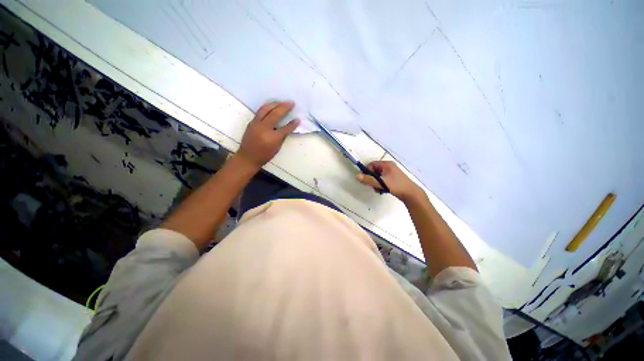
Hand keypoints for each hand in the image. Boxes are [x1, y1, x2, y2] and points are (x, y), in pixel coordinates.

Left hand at [237, 101, 299, 167]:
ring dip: (275, 103)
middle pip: (275, 114)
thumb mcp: (276, 148)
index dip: (293, 124)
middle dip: (284, 107)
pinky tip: (272, 106)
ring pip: (265, 109)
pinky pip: (260, 111)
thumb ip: (282, 136)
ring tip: (282, 102)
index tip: (298, 119)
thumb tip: (287, 127)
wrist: (248, 157)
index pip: (285, 128)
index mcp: (272, 138)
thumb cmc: (264, 155)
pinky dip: (267, 107)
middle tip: (291, 102)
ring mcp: (256, 124)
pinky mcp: (251, 122)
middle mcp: (264, 128)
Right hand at [356, 161, 423, 202]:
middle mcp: (389, 167)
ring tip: (379, 190)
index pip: (372, 164)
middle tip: (373, 186)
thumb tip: (357, 176)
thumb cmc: (396, 186)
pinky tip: (383, 191)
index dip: (367, 171)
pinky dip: (381, 185)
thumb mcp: (381, 183)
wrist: (411, 194)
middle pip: (374, 171)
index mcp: (386, 164)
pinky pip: (383, 180)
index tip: (366, 180)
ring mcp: (392, 173)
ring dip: (376, 183)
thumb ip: (368, 180)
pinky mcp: (393, 179)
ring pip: (378, 177)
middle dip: (372, 179)